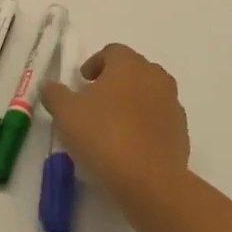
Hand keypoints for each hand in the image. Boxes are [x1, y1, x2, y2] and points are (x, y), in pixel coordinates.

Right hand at [40, 43, 191, 205]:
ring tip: (112, 127)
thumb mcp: (66, 113)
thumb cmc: (103, 135)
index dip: (95, 64)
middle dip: (114, 82)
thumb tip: (49, 86)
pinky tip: (130, 147)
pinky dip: (145, 126)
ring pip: (149, 95)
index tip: (82, 82)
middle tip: (94, 103)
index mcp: (129, 64)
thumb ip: (55, 94)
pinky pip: (159, 120)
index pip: (112, 52)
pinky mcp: (181, 131)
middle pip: (133, 71)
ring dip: (131, 104)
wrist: (148, 179)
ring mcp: (172, 104)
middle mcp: (156, 77)